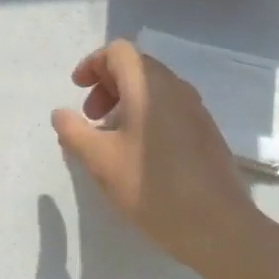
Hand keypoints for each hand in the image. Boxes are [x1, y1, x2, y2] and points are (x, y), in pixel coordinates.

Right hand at [51, 40, 263, 277]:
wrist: (218, 226)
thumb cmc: (151, 187)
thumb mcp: (100, 161)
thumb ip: (73, 132)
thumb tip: (61, 113)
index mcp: (148, 86)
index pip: (119, 51)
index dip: (93, 64)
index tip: (77, 90)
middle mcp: (175, 88)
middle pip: (136, 67)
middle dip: (107, 84)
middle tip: (90, 117)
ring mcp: (196, 109)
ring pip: (154, 88)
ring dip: (126, 101)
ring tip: (111, 137)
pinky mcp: (206, 131)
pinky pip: (170, 107)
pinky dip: (147, 115)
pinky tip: (139, 153)